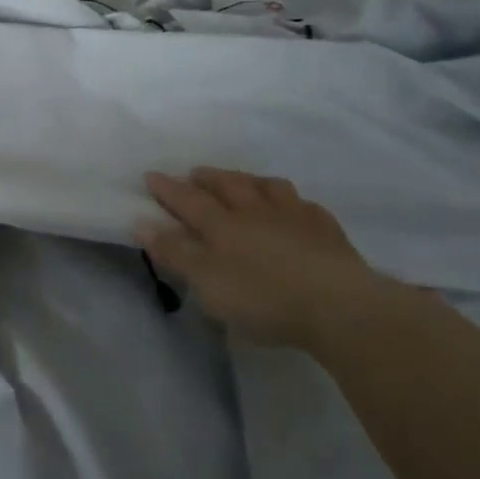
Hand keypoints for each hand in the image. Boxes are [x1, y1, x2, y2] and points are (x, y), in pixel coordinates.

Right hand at [136, 168, 391, 346]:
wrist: (338, 305)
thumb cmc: (262, 297)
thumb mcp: (207, 282)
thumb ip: (175, 252)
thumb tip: (141, 222)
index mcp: (222, 225)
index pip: (187, 200)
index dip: (167, 188)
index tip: (150, 175)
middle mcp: (255, 212)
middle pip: (228, 186)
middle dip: (207, 178)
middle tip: (194, 173)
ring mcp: (294, 217)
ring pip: (268, 187)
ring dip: (250, 181)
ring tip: (243, 181)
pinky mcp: (326, 231)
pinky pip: (305, 206)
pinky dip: (293, 202)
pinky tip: (294, 207)